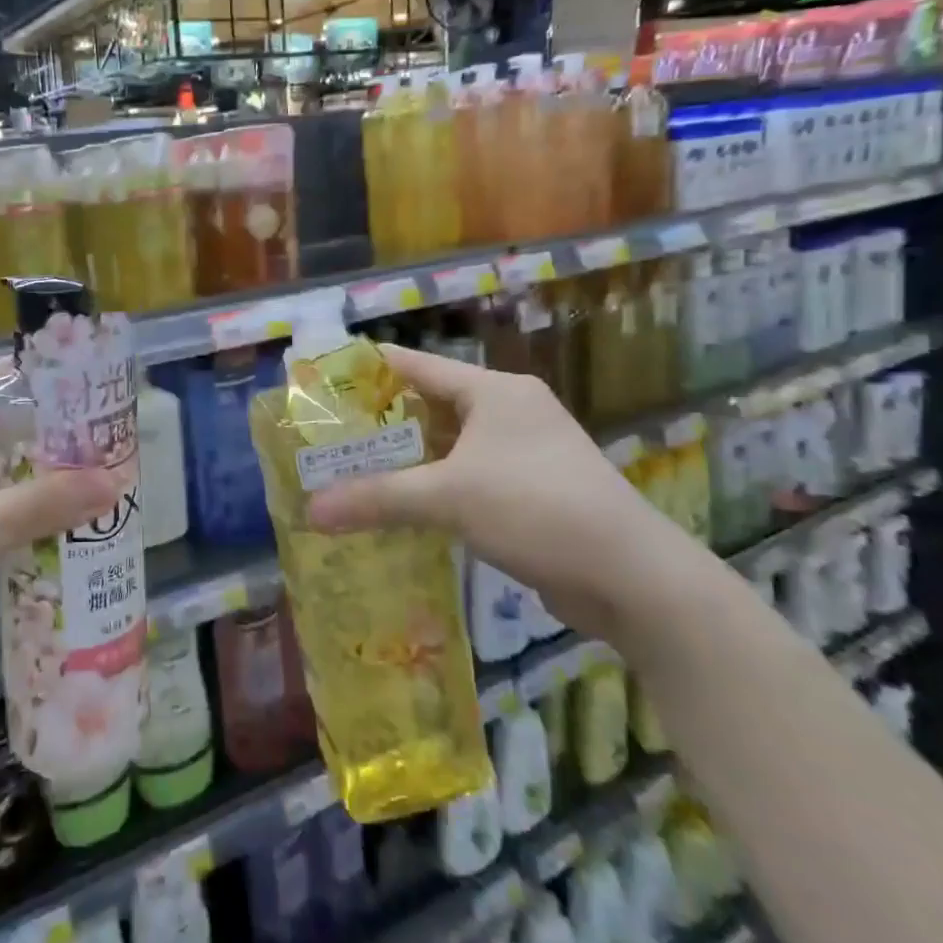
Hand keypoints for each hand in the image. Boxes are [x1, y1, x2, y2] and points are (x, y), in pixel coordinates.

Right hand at [304, 343, 700, 638]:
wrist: (633, 577)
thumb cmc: (536, 508)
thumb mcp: (449, 498)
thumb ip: (377, 499)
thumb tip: (310, 512)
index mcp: (494, 391)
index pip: (417, 365)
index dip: (370, 370)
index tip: (326, 380)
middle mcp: (510, 411)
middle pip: (431, 405)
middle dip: (382, 422)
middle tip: (330, 435)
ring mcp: (526, 451)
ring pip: (450, 444)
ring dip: (408, 458)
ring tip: (354, 469)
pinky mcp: (533, 489)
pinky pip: (469, 475)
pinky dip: (435, 486)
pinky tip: (402, 505)